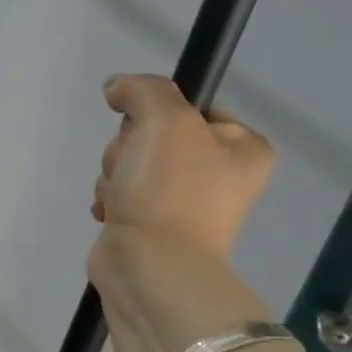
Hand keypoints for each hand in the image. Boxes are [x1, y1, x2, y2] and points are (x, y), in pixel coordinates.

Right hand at [90, 74, 272, 256]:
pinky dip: (109, 200)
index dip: (158, 113)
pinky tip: (111, 213)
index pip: (191, 107)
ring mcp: (183, 203)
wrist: (149, 264)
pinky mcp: (149, 226)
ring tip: (121, 198)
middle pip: (153, 135)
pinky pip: (119, 195)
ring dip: (115, 175)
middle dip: (128, 148)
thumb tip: (116, 87)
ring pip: (130, 164)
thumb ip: (143, 90)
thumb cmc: (169, 190)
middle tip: (133, 168)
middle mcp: (219, 174)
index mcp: (242, 148)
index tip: (149, 129)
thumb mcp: (165, 120)